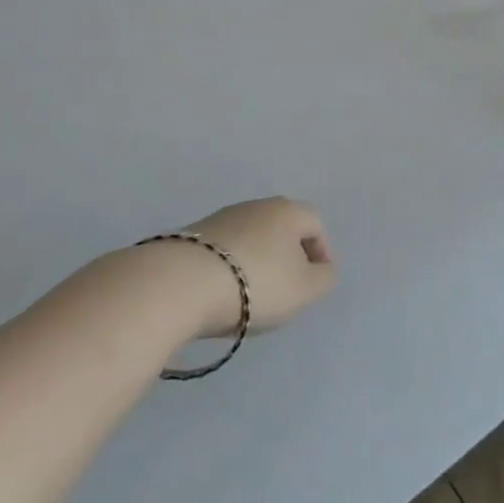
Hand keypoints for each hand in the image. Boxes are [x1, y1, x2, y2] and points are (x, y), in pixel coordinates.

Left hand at [179, 197, 336, 338]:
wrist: (180, 285)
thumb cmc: (256, 283)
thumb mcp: (305, 289)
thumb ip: (324, 278)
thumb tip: (322, 268)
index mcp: (288, 210)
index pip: (315, 224)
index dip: (321, 253)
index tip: (315, 283)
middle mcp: (256, 206)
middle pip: (282, 229)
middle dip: (288, 257)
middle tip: (286, 290)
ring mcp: (221, 218)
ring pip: (251, 239)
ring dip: (257, 262)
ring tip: (251, 296)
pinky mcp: (191, 237)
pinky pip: (224, 251)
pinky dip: (230, 268)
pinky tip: (222, 293)